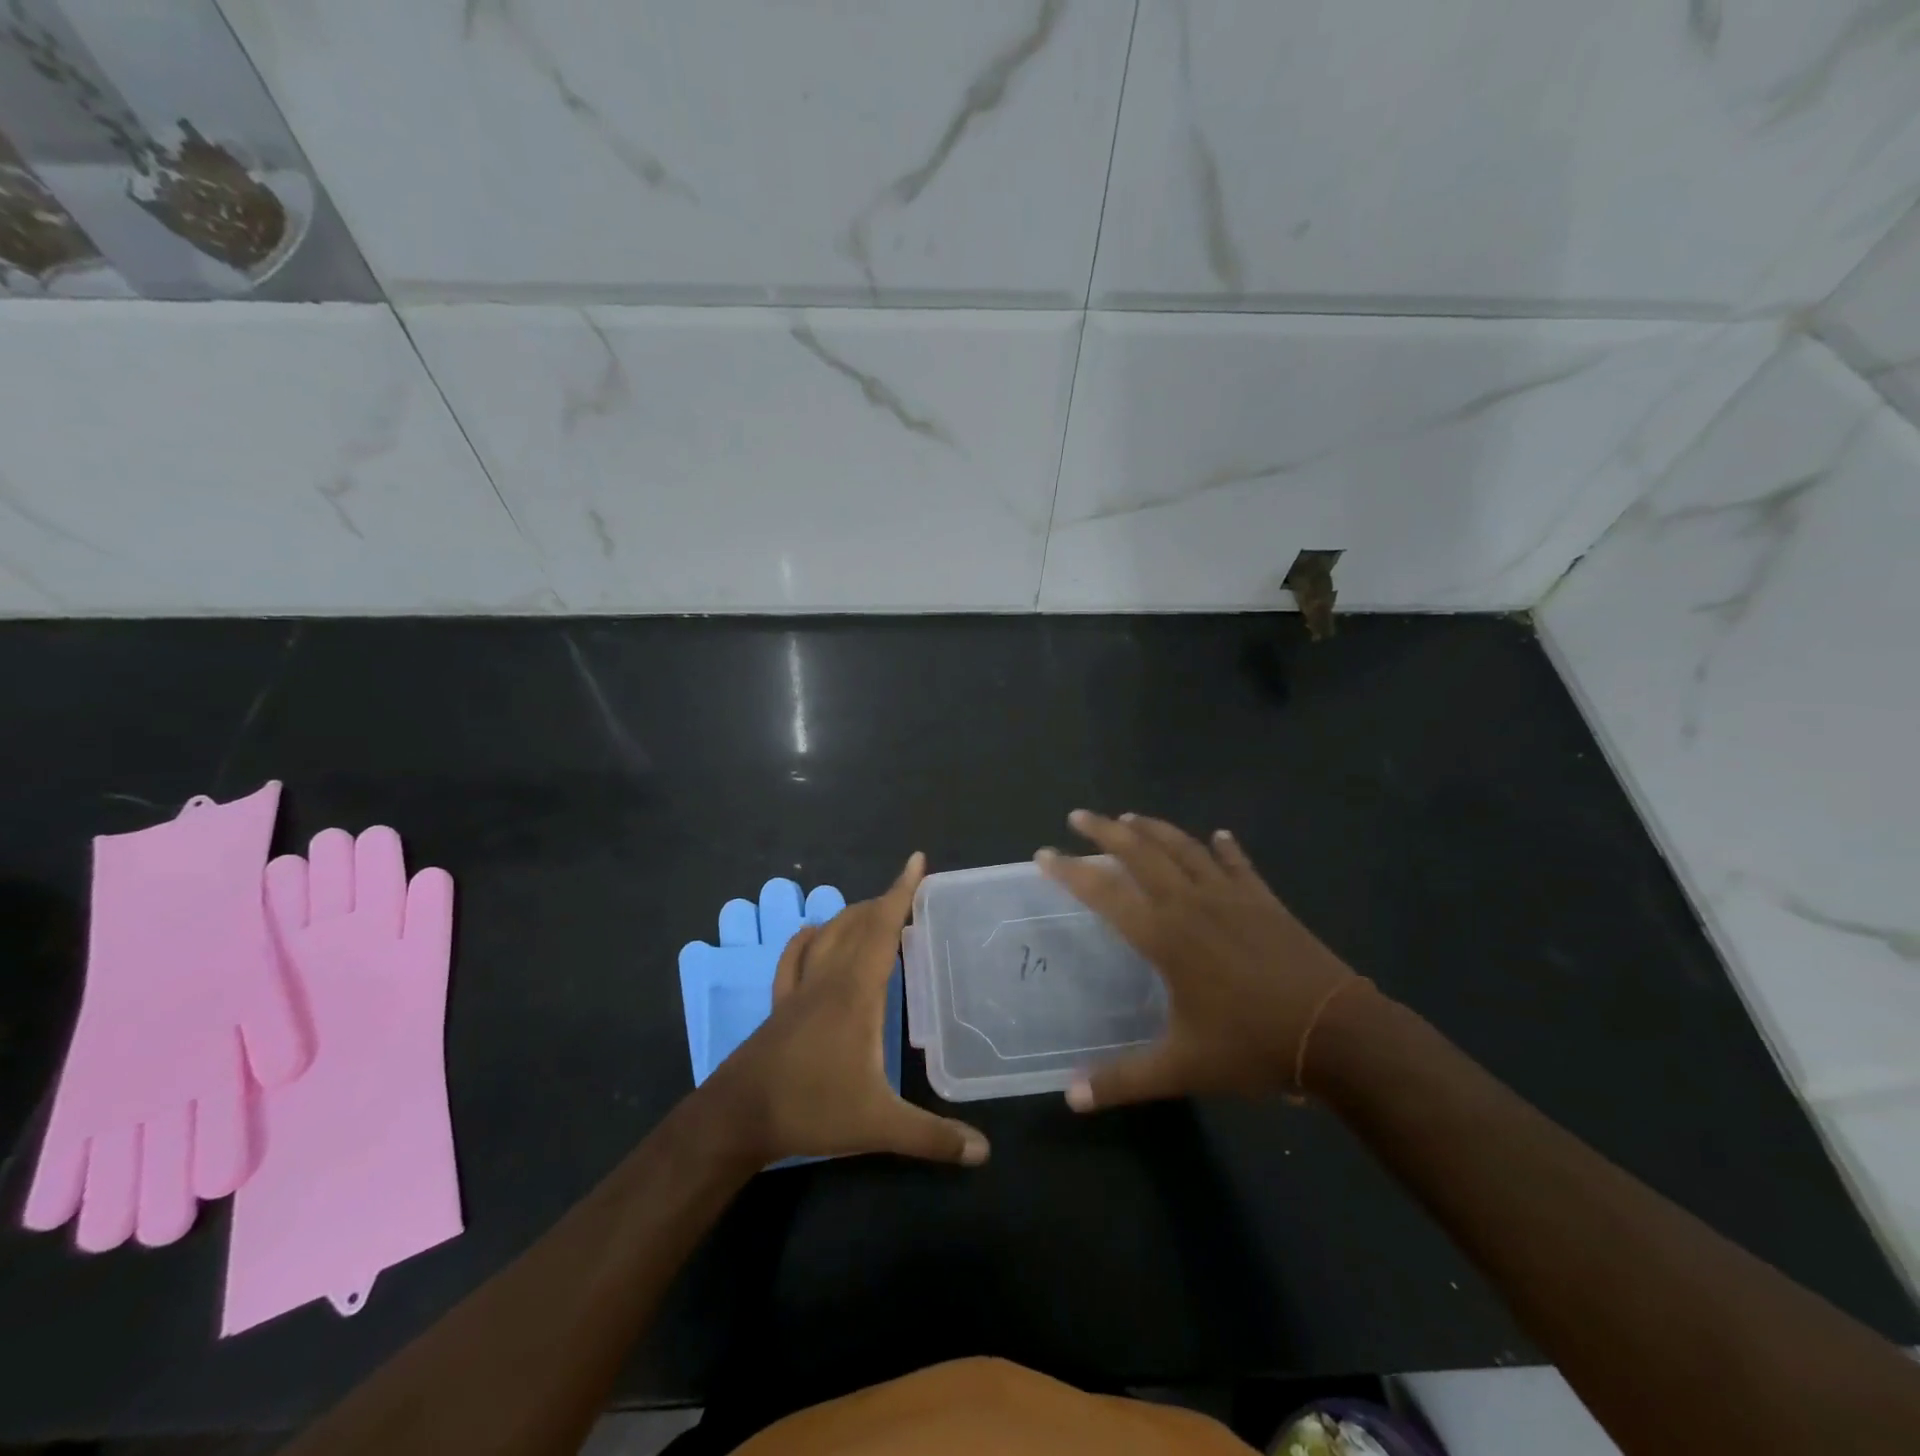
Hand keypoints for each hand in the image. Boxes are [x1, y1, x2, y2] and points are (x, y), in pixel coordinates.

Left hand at [701, 853, 988, 1168]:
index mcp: (857, 992)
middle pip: (858, 923)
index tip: (916, 860)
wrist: (738, 1117)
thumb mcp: (878, 1125)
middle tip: (911, 892)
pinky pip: (794, 957)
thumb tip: (984, 1151)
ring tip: (875, 912)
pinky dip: (808, 938)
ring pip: (828, 934)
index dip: (902, 892)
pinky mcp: (781, 1004)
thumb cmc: (811, 1109)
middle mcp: (829, 978)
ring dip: (853, 915)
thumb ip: (932, 1137)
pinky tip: (813, 934)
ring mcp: (801, 989)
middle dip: (885, 901)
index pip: (883, 928)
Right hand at [1038, 810, 1369, 1110]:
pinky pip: (1238, 864)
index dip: (1070, 871)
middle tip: (1078, 816)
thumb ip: (1123, 1080)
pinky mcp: (1265, 901)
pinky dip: (1225, 848)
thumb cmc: (1253, 1046)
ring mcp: (1231, 896)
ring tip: (1129, 818)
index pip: (1104, 893)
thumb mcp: (1183, 1068)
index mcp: (1165, 936)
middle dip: (1105, 831)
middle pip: (1140, 853)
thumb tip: (1071, 1097)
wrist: (1338, 1034)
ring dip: (1154, 829)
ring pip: (1184, 848)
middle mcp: (1191, 904)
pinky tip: (1218, 836)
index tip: (1043, 854)